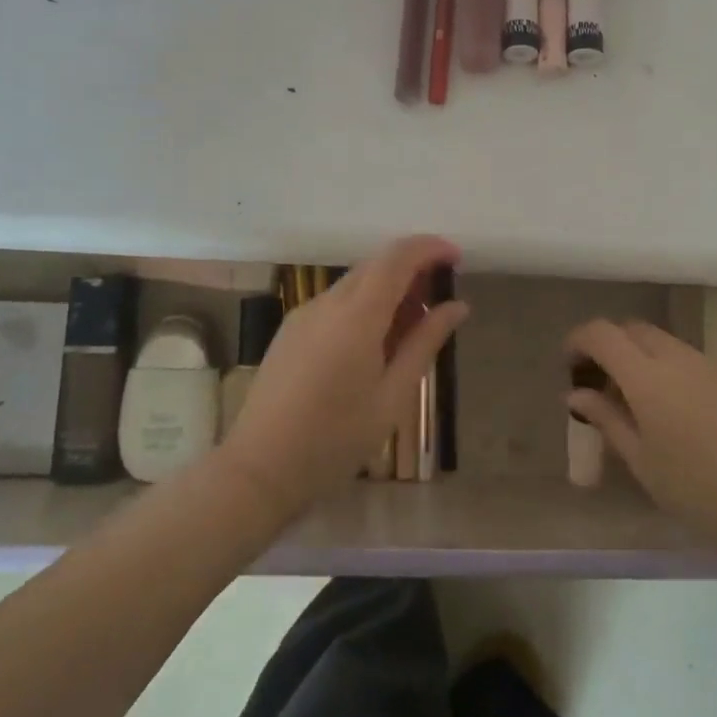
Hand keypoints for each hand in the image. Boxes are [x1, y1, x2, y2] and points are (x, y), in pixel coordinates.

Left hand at [219, 236, 467, 524]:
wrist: (260, 468)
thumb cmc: (335, 439)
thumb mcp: (392, 396)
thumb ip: (425, 343)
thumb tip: (456, 306)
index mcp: (357, 316)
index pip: (397, 257)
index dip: (430, 248)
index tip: (456, 259)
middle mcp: (328, 303)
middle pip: (376, 264)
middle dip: (412, 268)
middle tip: (439, 300)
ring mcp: (304, 314)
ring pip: (355, 282)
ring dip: (388, 289)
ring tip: (411, 329)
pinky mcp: (291, 329)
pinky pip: (336, 302)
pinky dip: (364, 306)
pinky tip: (374, 343)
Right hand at [565, 319, 716, 563]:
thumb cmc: (697, 491)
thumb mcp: (641, 461)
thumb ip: (606, 419)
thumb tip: (577, 393)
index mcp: (647, 377)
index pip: (602, 333)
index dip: (579, 340)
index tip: (570, 364)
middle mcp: (677, 358)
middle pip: (633, 329)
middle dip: (611, 345)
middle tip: (602, 381)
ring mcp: (710, 364)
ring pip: (664, 342)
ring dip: (641, 357)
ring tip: (639, 400)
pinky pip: (691, 360)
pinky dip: (671, 370)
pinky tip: (679, 412)